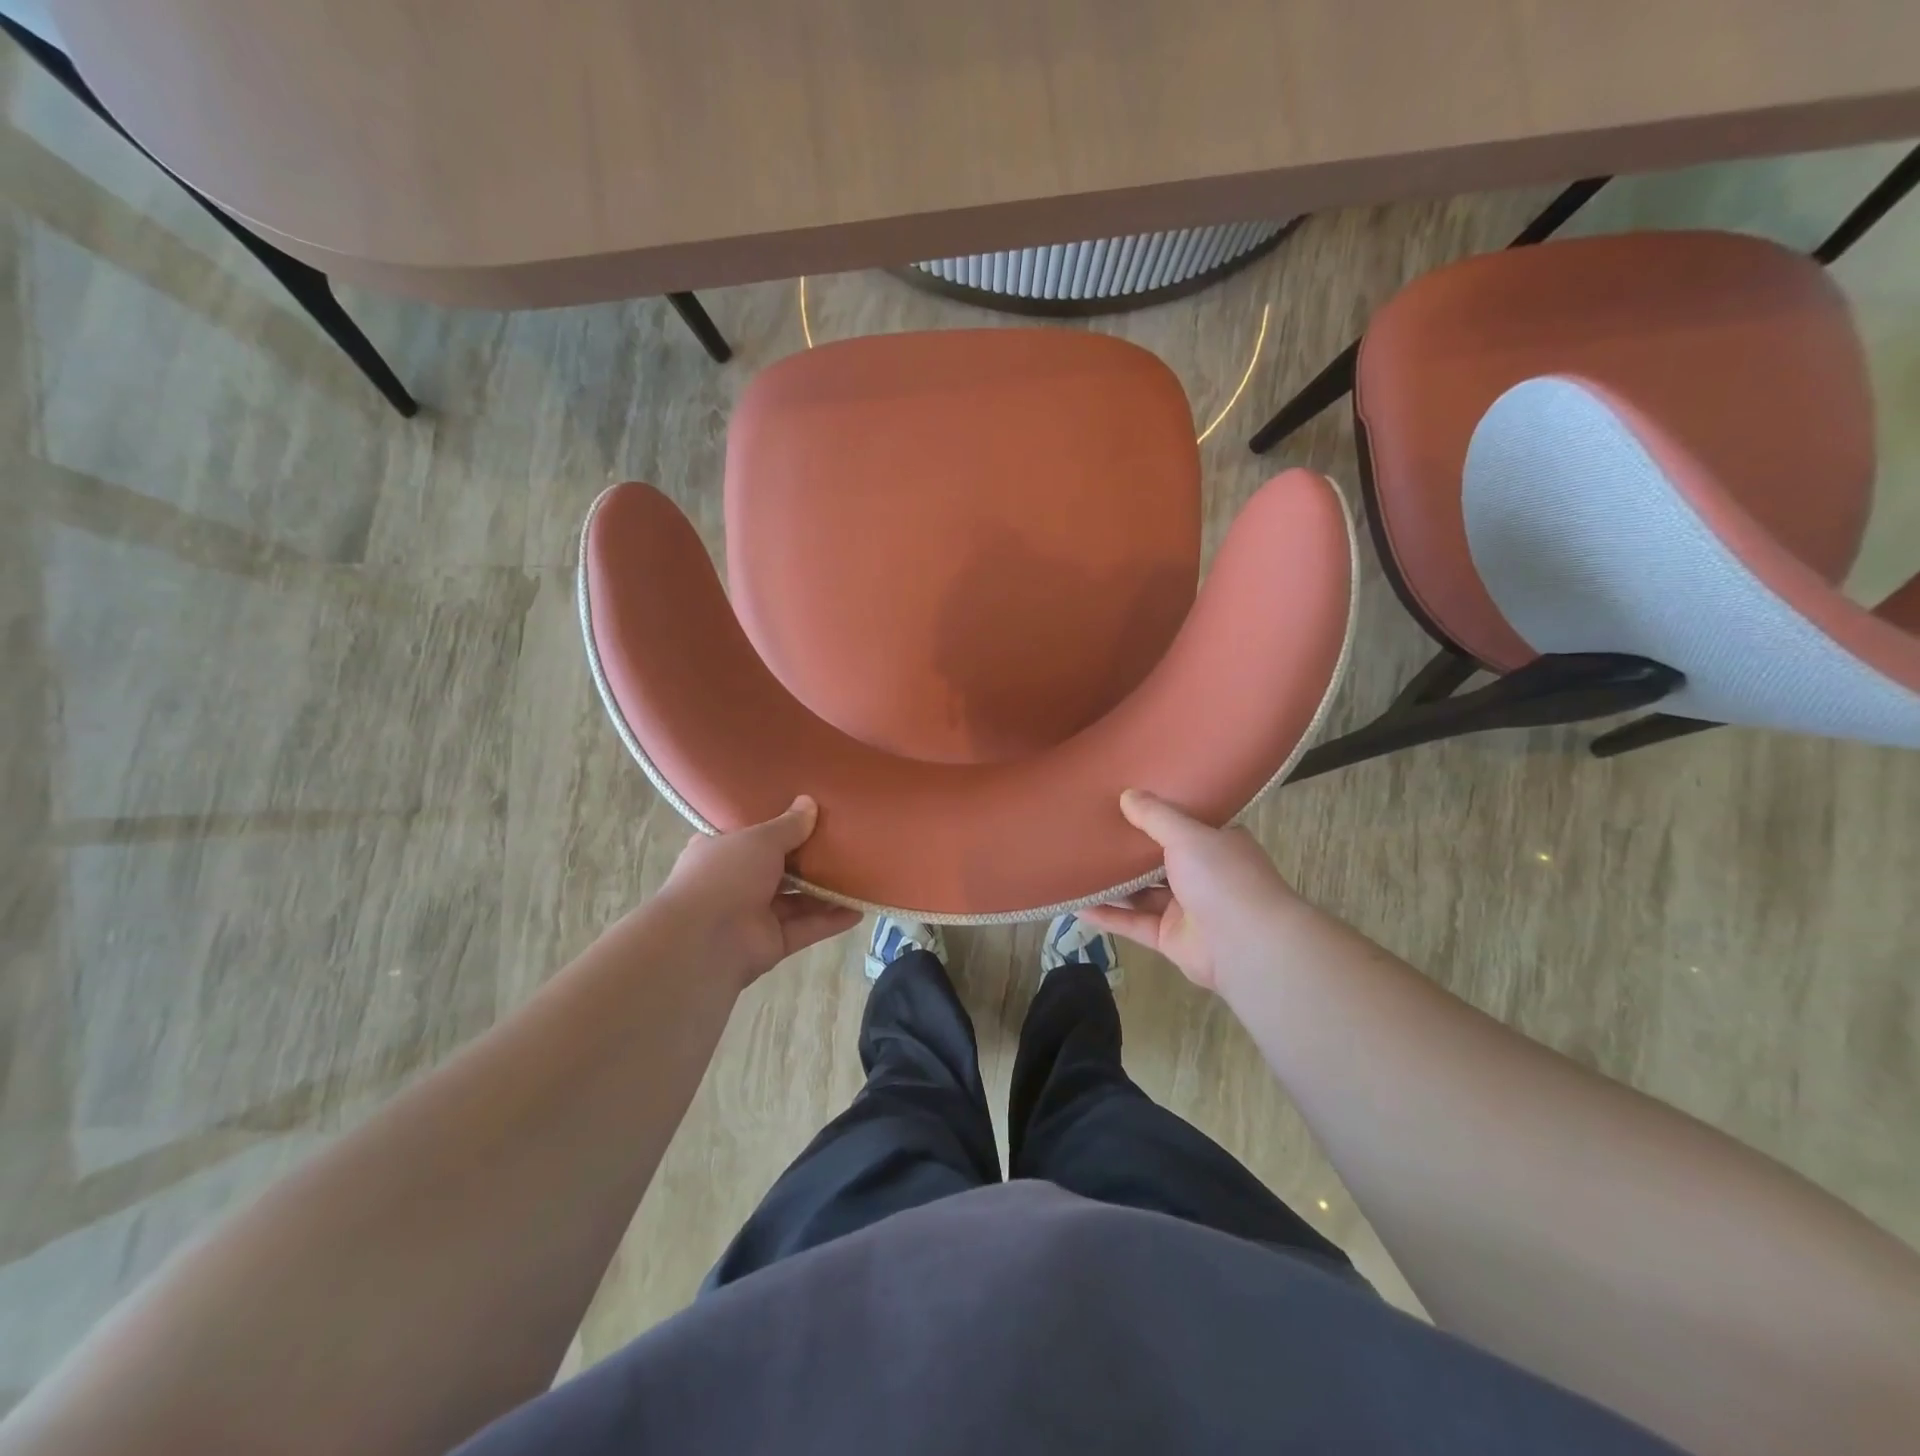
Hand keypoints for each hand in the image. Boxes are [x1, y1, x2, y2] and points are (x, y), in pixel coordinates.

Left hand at [656, 796, 860, 988]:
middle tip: (844, 842)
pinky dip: (831, 920)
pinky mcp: (773, 943)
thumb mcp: (759, 839)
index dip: (776, 827)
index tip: (807, 814)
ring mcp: (754, 916)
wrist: (705, 941)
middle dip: (808, 859)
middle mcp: (736, 883)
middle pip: (779, 869)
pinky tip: (859, 909)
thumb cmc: (725, 875)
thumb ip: (788, 825)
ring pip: (797, 900)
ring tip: (860, 874)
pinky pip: (807, 928)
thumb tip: (809, 802)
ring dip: (826, 891)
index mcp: (721, 853)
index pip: (750, 837)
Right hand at [1080, 790, 1302, 992]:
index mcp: (1216, 845)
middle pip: (1158, 859)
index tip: (1124, 801)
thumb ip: (1155, 816)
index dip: (1156, 814)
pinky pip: (1133, 923)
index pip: (1184, 825)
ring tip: (1077, 866)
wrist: (1247, 945)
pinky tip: (1078, 907)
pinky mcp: (1169, 938)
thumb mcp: (1188, 835)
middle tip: (1091, 831)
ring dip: (1113, 884)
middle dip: (1128, 850)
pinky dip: (1108, 916)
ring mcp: (1186, 909)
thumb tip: (1127, 794)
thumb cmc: (1223, 878)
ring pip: (1142, 893)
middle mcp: (1203, 875)